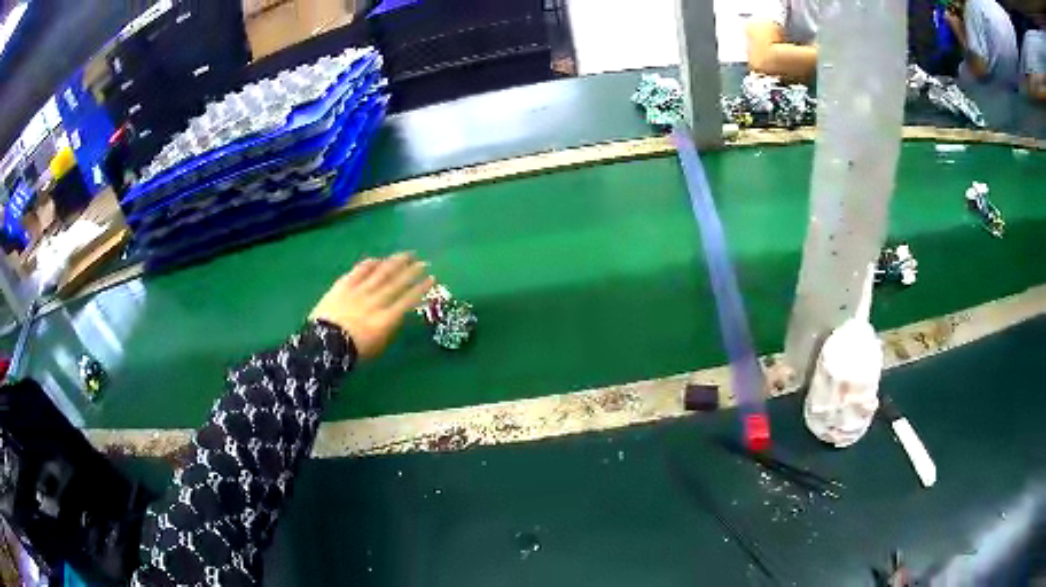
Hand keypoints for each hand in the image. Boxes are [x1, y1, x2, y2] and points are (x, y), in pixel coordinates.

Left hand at [310, 253, 433, 359]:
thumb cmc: (352, 353)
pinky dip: (370, 264)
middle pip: (397, 283)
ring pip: (381, 272)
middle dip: (413, 271)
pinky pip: (359, 271)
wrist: (323, 345)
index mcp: (386, 319)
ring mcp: (358, 291)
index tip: (432, 278)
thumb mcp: (378, 346)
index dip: (421, 288)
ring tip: (407, 254)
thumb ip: (390, 328)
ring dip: (396, 262)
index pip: (408, 299)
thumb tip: (398, 314)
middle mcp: (375, 301)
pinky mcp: (343, 285)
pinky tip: (378, 259)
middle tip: (424, 263)